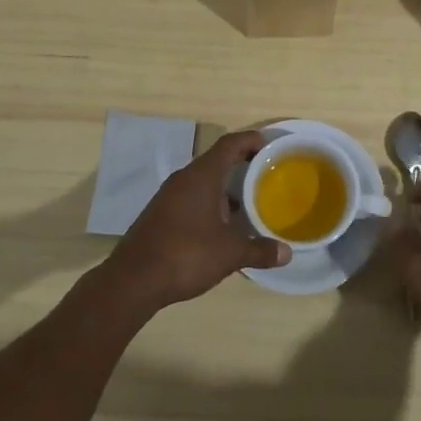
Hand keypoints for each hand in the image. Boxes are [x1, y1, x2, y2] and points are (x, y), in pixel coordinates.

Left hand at [105, 130, 289, 307]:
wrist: (133, 280)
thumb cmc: (186, 255)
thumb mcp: (230, 254)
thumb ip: (259, 250)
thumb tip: (287, 253)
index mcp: (202, 176)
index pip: (229, 144)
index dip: (251, 140)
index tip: (270, 145)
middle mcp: (184, 179)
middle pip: (217, 161)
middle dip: (241, 165)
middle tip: (266, 175)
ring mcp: (169, 196)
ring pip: (203, 181)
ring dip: (225, 188)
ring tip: (249, 203)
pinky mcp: (160, 214)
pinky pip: (191, 197)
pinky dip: (210, 203)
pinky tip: (222, 226)